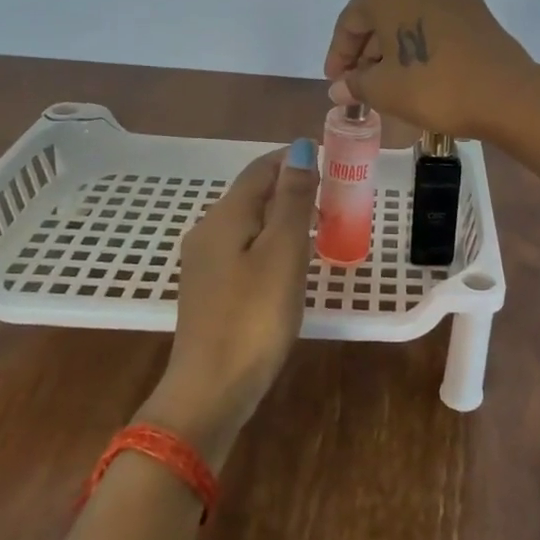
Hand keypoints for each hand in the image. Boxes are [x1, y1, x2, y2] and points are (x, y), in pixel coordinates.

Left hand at [140, 142, 318, 467]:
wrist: (211, 390)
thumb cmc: (254, 317)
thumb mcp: (283, 252)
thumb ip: (294, 199)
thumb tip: (300, 149)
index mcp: (224, 216)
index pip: (261, 169)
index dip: (294, 159)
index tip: (333, 164)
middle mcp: (207, 231)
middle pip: (252, 193)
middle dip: (292, 188)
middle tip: (335, 199)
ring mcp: (204, 263)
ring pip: (249, 222)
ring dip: (283, 216)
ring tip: (321, 228)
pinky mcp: (209, 290)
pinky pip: (244, 249)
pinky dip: (271, 243)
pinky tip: (290, 263)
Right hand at [322, 0, 539, 138]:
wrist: (506, 93)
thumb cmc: (433, 86)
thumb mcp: (384, 90)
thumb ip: (355, 84)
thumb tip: (340, 88)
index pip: (350, 21)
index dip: (339, 54)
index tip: (336, 82)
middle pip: (381, 14)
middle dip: (367, 50)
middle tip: (360, 83)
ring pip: (410, 16)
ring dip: (394, 46)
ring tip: (388, 81)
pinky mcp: (477, 8)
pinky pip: (435, 21)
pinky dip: (421, 41)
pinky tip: (419, 70)